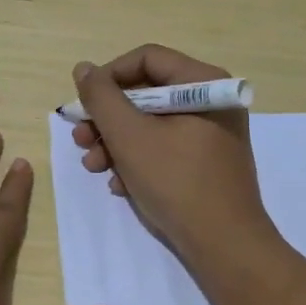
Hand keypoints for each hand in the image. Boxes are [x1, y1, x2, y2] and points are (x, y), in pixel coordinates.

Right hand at [71, 45, 277, 265]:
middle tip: (81, 140)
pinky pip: (164, 146)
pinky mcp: (206, 161)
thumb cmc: (177, 182)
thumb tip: (84, 69)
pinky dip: (137, 160)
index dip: (108, 77)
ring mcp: (211, 133)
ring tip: (95, 167)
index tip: (83, 104)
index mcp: (203, 83)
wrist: (225, 246)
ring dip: (116, 142)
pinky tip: (120, 184)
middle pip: (146, 92)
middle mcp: (211, 100)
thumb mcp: (129, 136)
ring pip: (151, 123)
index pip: (146, 58)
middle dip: (107, 118)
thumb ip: (101, 97)